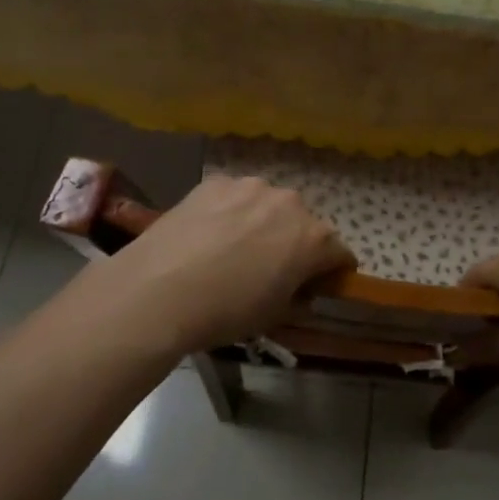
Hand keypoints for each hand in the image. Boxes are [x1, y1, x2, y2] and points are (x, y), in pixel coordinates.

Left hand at [100, 175, 353, 354]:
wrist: (158, 291)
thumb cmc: (225, 312)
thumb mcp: (273, 317)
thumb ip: (298, 297)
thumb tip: (301, 289)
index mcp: (314, 239)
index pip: (340, 253)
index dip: (332, 271)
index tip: (317, 285)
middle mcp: (291, 203)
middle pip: (304, 224)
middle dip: (295, 242)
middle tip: (269, 267)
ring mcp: (251, 187)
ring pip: (268, 205)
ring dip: (262, 222)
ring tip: (232, 247)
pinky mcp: (216, 182)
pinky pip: (234, 197)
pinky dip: (229, 211)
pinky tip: (207, 233)